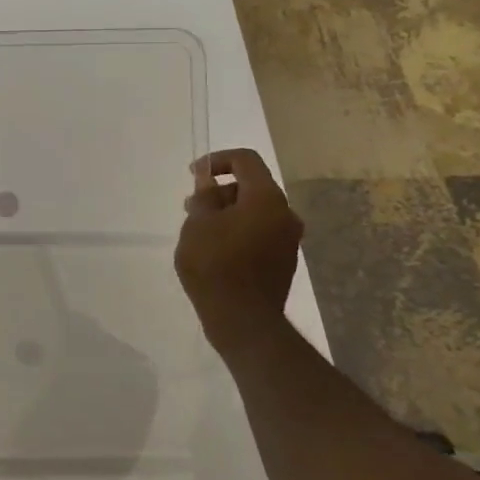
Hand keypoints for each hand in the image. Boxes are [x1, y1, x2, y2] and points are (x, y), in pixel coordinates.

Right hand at [175, 149, 302, 343]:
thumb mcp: (198, 224)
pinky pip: (259, 232)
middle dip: (220, 191)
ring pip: (255, 211)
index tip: (193, 175)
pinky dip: (237, 231)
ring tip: (199, 232)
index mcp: (266, 199)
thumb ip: (205, 196)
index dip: (216, 160)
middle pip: (252, 186)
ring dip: (227, 212)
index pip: (245, 160)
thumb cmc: (215, 264)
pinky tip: (215, 250)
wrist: (242, 319)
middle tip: (192, 209)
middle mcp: (284, 214)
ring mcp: (287, 239)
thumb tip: (208, 180)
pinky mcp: (282, 260)